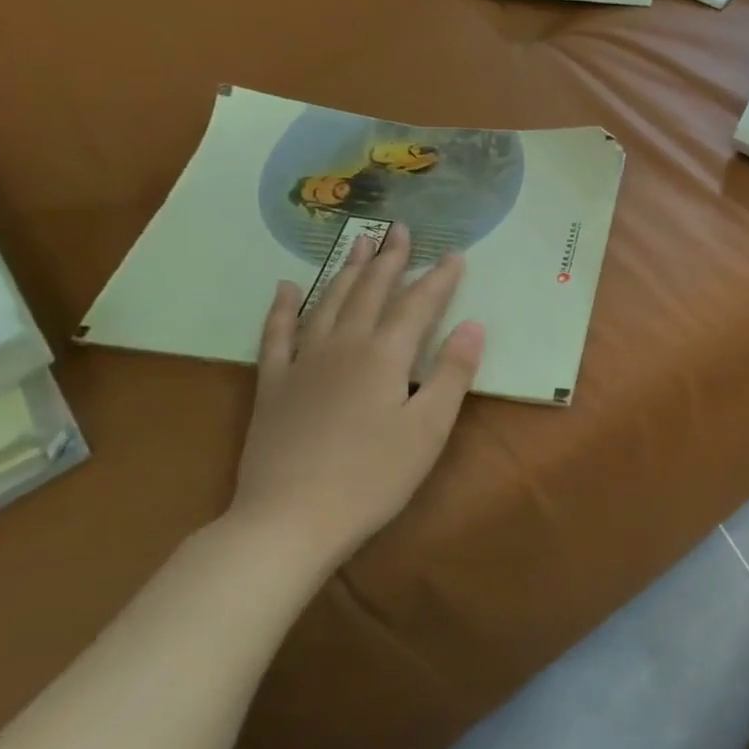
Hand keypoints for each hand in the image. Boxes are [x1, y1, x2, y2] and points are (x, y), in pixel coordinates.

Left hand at [226, 224, 484, 570]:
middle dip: (389, 259)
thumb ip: (452, 373)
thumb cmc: (373, 477)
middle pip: (369, 291)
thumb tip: (475, 324)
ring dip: (346, 270)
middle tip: (400, 229)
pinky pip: (277, 334)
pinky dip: (283, 308)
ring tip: (359, 243)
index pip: (418, 305)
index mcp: (384, 356)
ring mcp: (303, 362)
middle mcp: (343, 346)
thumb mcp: (429, 429)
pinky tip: (286, 287)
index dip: (439, 279)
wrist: (290, 519)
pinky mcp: (273, 385)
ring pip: (327, 302)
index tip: (455, 254)